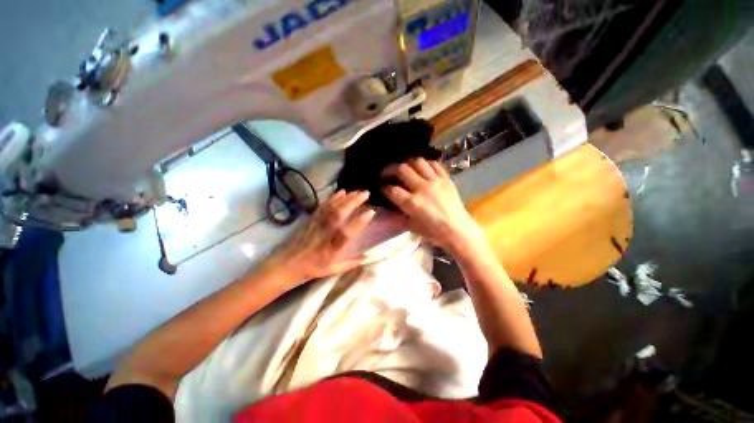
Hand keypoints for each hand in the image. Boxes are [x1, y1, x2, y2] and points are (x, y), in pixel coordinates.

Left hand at [274, 190, 374, 281]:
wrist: (288, 263)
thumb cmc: (313, 268)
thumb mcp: (333, 269)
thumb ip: (351, 263)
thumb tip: (367, 256)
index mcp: (332, 249)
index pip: (347, 233)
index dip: (359, 222)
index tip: (371, 212)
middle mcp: (325, 234)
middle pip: (340, 214)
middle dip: (354, 202)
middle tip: (366, 193)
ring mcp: (317, 224)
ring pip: (332, 207)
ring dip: (346, 197)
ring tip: (358, 191)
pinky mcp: (312, 219)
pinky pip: (323, 206)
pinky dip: (333, 197)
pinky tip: (342, 192)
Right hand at [381, 158, 484, 252]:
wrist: (458, 230)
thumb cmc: (433, 232)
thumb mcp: (411, 226)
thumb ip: (397, 216)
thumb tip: (386, 209)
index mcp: (412, 203)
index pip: (392, 190)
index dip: (384, 187)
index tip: (381, 187)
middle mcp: (422, 188)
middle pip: (402, 170)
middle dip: (390, 169)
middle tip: (386, 173)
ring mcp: (435, 181)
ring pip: (418, 162)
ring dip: (407, 163)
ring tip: (404, 167)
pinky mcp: (446, 179)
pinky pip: (434, 164)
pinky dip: (426, 163)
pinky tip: (421, 167)